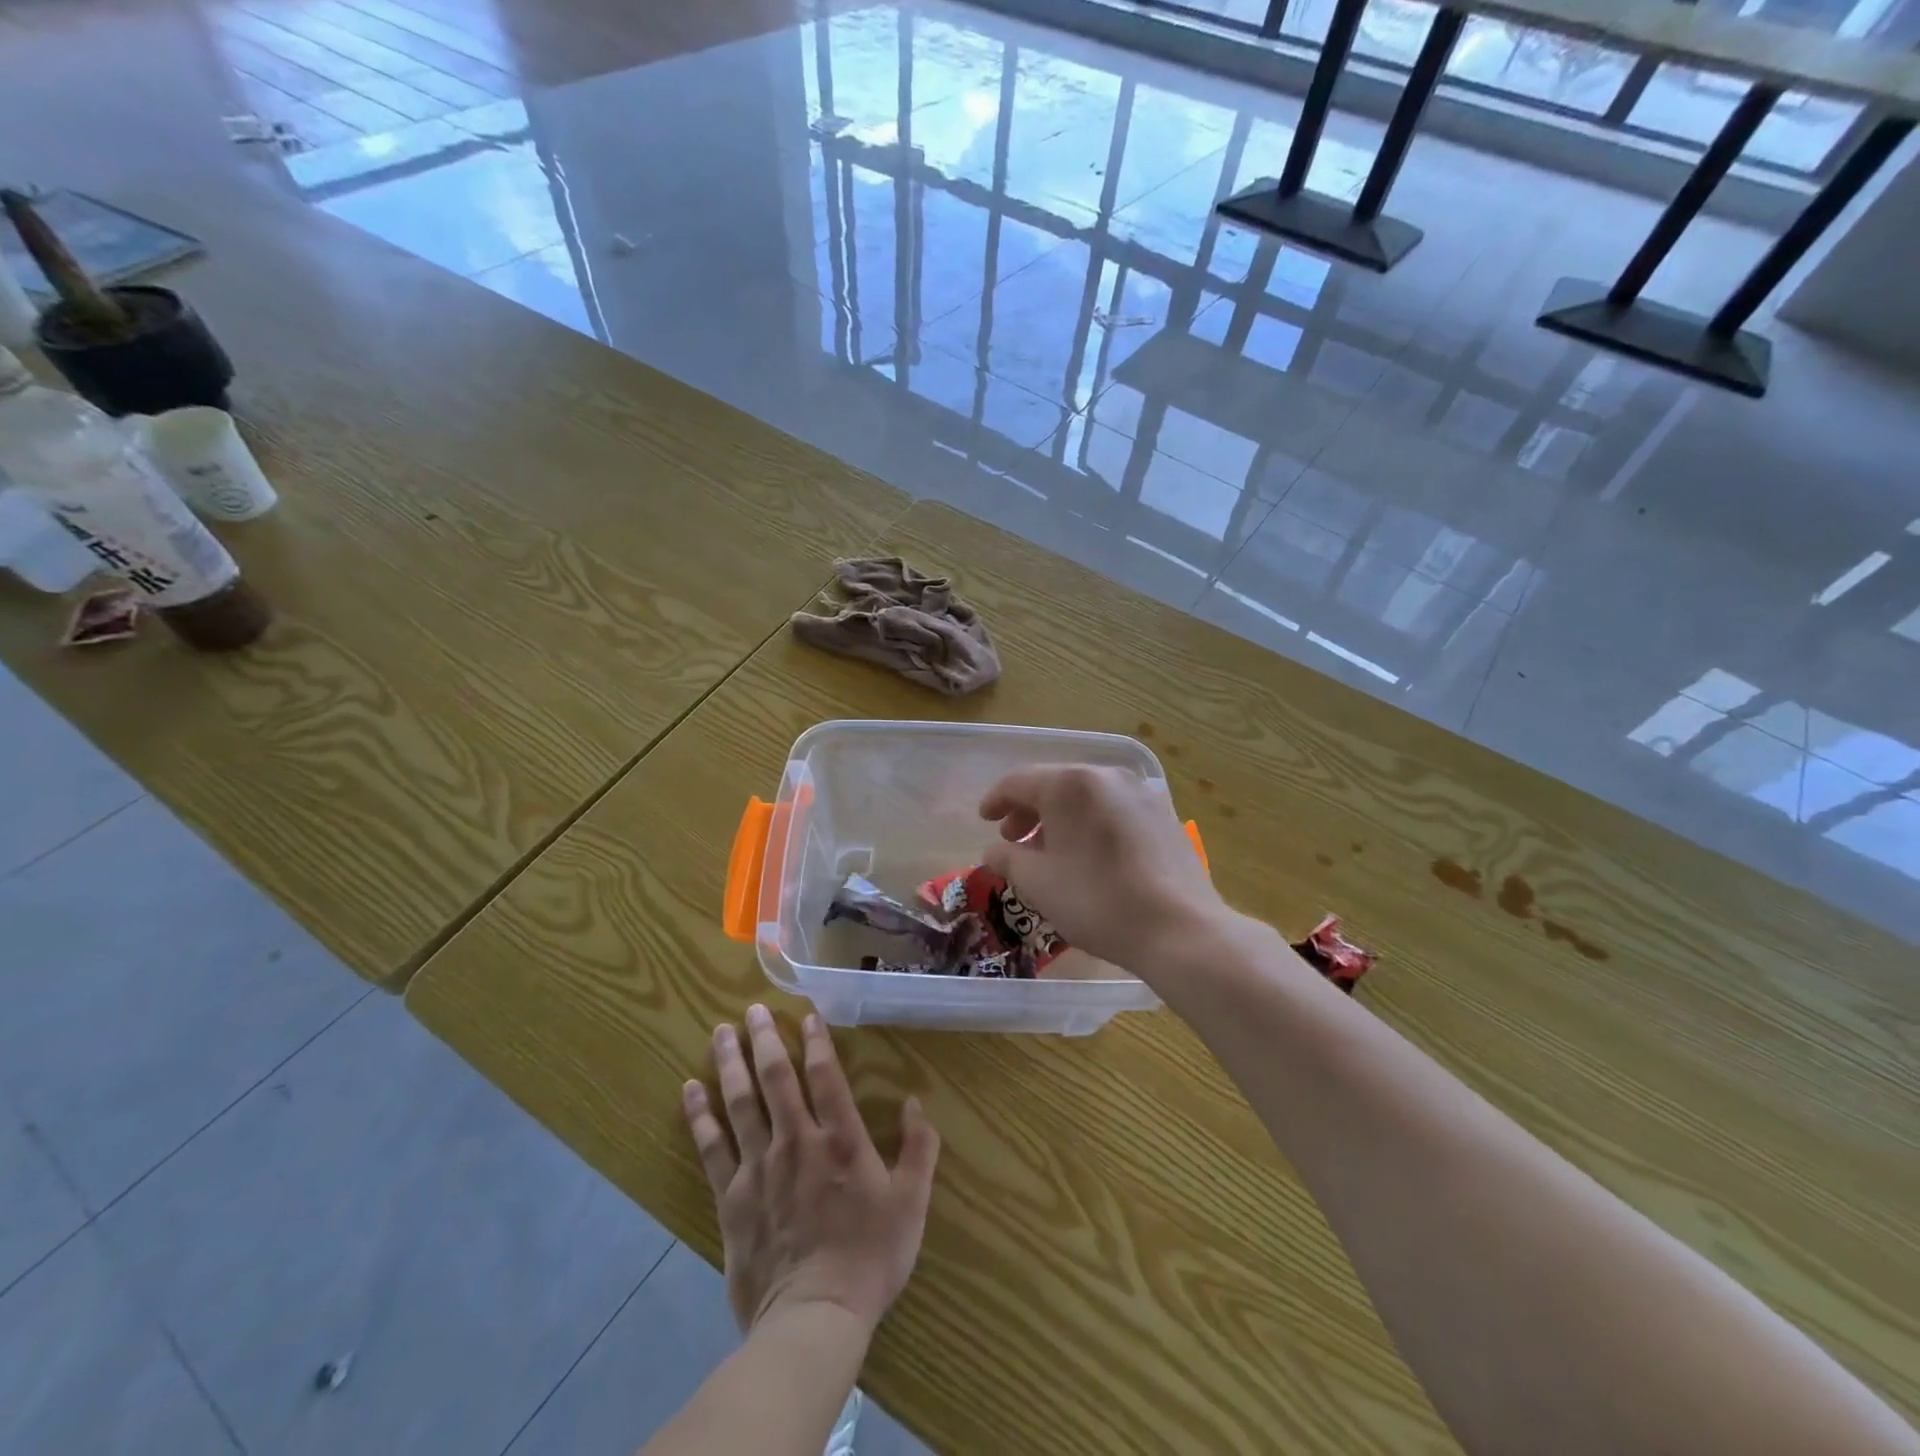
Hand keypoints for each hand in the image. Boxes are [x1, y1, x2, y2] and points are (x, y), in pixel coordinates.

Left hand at [683, 1004, 939, 1335]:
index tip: (806, 1014)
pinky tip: (690, 1090)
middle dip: (763, 1039)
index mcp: (841, 1139)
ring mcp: (759, 1167)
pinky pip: (712, 1147)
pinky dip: (700, 1116)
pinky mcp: (731, 1197)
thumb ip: (919, 1148)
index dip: (816, 1041)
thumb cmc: (870, 1257)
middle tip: (751, 1010)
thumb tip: (915, 1102)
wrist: (814, 1318)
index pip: (825, 1075)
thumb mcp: (911, 1203)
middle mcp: (797, 1141)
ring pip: (740, 1103)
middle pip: (775, 1079)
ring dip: (730, 1063)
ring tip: (719, 1032)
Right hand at [978, 764, 1228, 973]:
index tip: (983, 820)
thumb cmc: (1097, 901)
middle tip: (1012, 840)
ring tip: (1048, 852)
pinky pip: (1113, 810)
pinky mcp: (1163, 815)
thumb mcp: (1038, 883)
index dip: (995, 800)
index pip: (1019, 782)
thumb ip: (1007, 859)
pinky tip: (1087, 856)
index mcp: (1070, 784)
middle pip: (1055, 785)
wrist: (1180, 929)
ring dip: (1059, 820)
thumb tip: (994, 850)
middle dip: (1028, 811)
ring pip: (1086, 798)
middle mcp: (1106, 776)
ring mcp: (1140, 793)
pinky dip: (1090, 825)